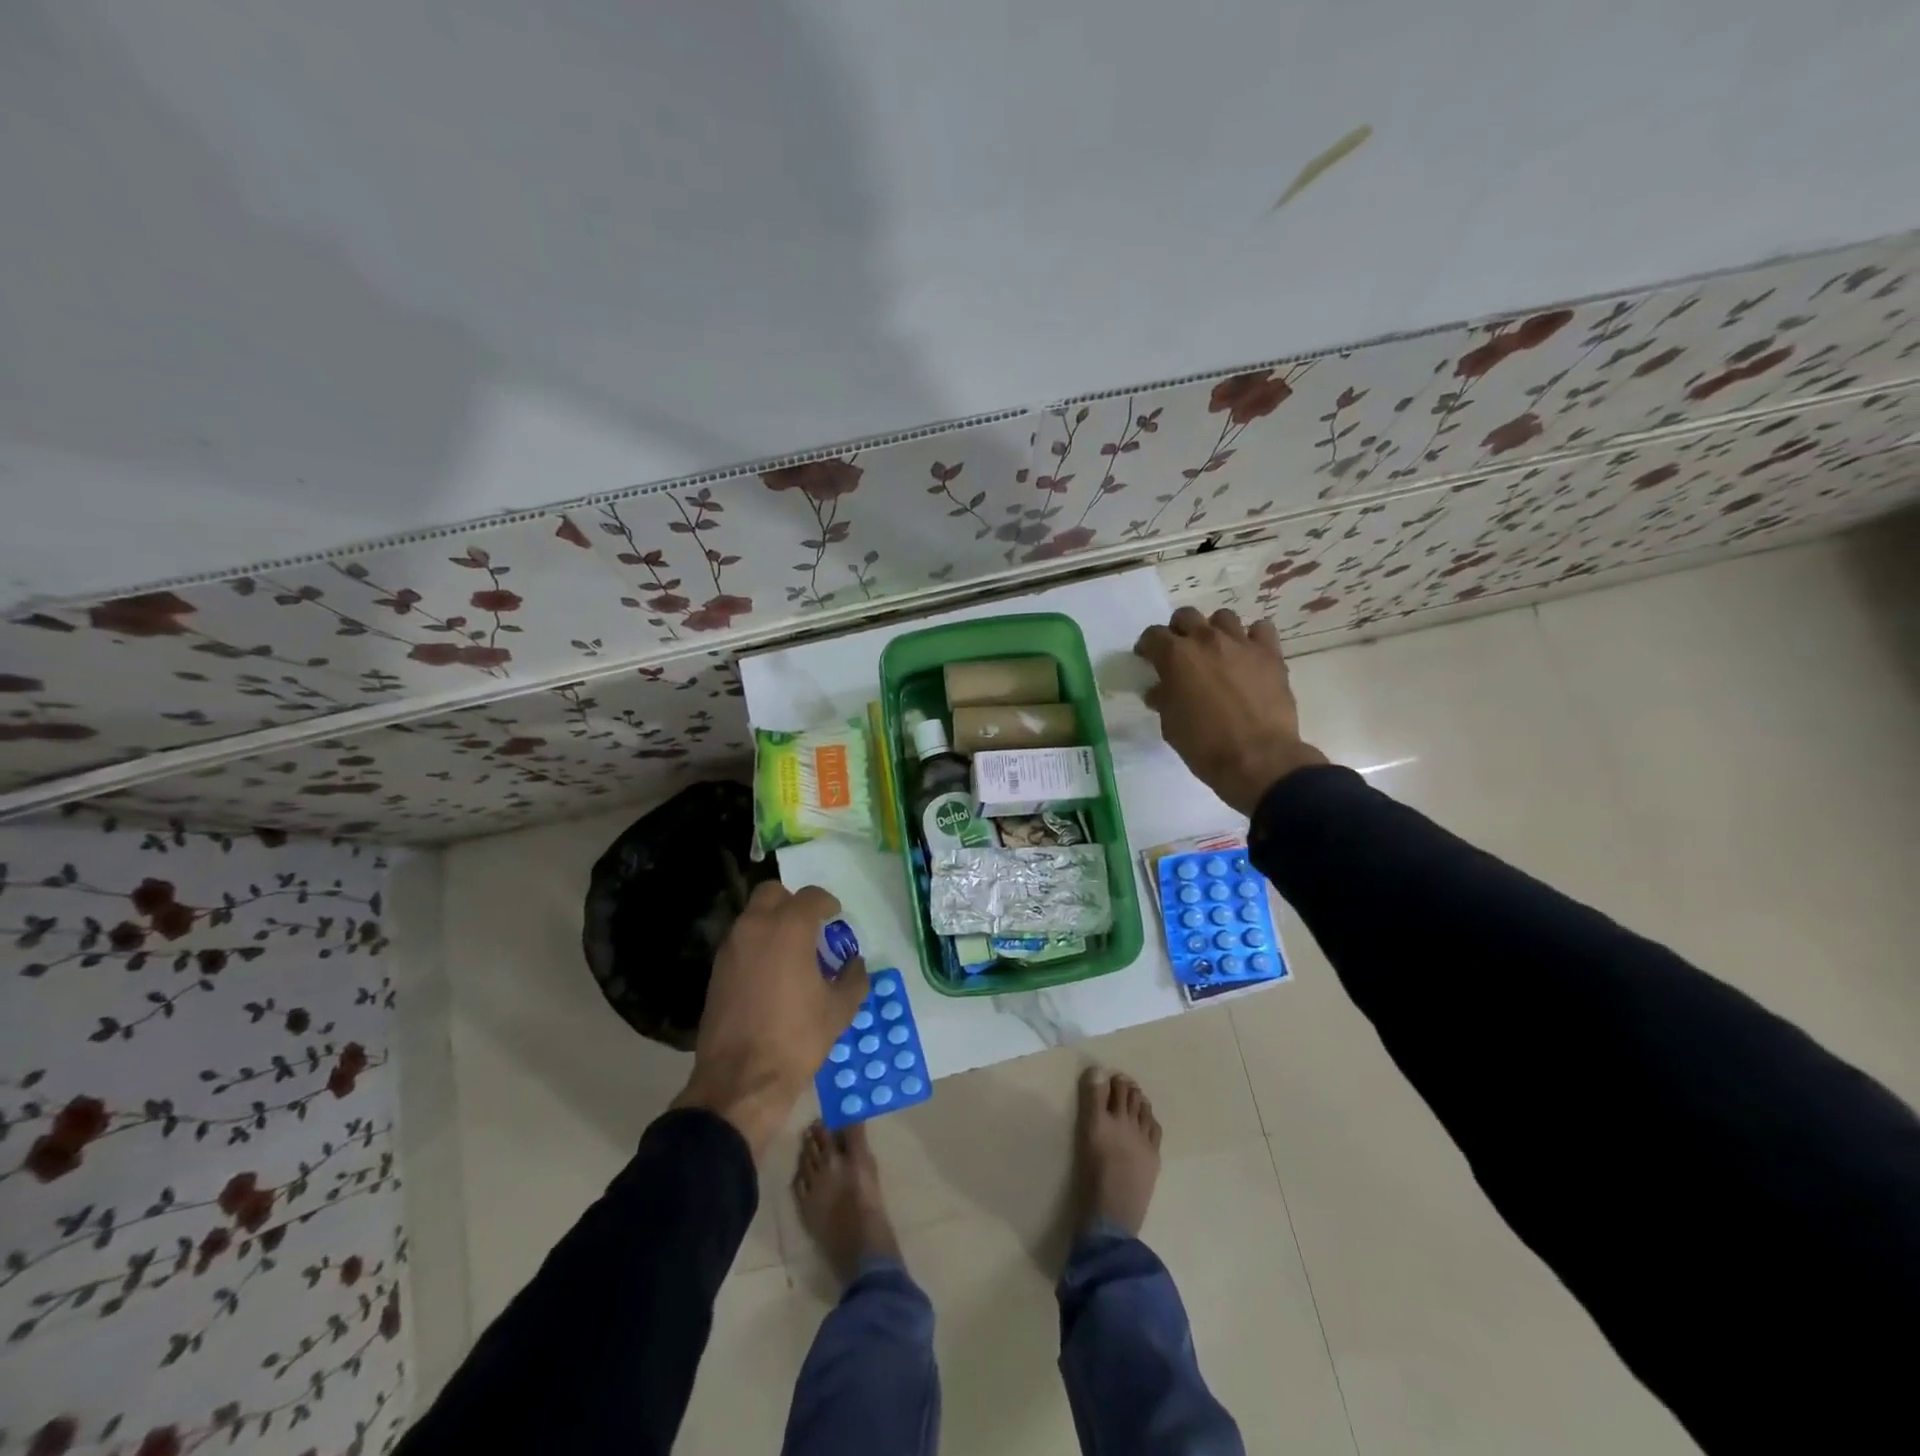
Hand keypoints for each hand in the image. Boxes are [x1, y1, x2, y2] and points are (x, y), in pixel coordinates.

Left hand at [673, 881, 868, 1157]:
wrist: (741, 1080)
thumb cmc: (797, 1038)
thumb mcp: (839, 1009)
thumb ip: (853, 978)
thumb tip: (854, 963)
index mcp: (789, 928)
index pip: (810, 896)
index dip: (827, 903)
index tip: (835, 917)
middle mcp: (755, 927)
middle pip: (772, 892)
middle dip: (792, 902)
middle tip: (810, 927)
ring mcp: (730, 948)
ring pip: (752, 916)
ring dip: (772, 923)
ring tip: (792, 952)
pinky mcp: (716, 971)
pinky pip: (740, 942)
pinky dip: (756, 945)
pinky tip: (771, 974)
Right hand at [1134, 607, 1326, 814]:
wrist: (1258, 759)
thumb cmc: (1204, 746)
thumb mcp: (1170, 725)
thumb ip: (1163, 699)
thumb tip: (1160, 690)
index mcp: (1176, 656)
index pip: (1153, 636)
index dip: (1147, 646)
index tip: (1147, 659)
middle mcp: (1206, 640)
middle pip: (1186, 616)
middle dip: (1178, 631)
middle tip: (1180, 653)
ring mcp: (1241, 643)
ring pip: (1223, 618)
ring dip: (1214, 631)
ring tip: (1216, 652)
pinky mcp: (1270, 654)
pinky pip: (1260, 630)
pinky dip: (1252, 638)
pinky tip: (1248, 655)